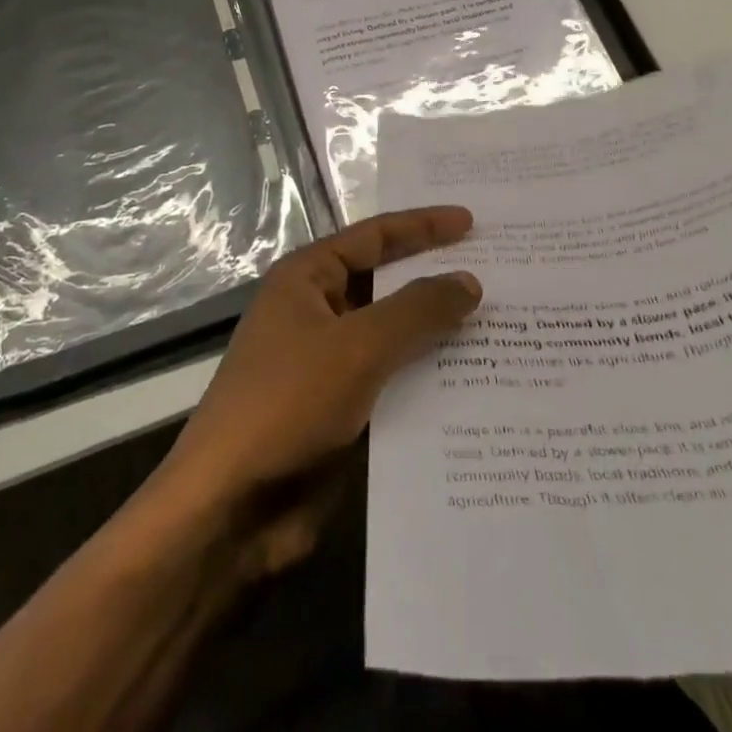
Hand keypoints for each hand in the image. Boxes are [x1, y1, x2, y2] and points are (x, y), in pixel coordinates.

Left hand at [143, 206, 480, 575]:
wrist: (229, 508)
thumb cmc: (287, 403)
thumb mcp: (358, 346)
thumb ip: (417, 309)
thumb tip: (470, 281)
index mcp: (308, 278)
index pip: (375, 236)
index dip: (424, 226)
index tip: (472, 222)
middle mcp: (318, 311)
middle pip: (388, 284)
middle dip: (437, 279)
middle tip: (498, 272)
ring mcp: (328, 363)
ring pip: (394, 336)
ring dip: (438, 333)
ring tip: (502, 326)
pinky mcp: (340, 409)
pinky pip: (393, 380)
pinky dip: (428, 378)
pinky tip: (476, 382)